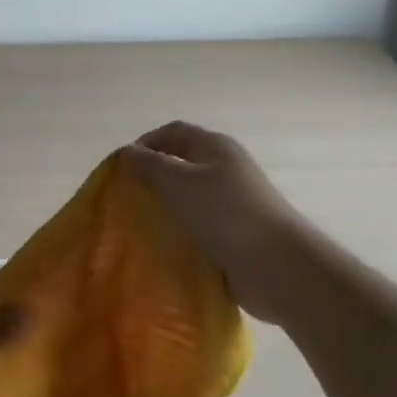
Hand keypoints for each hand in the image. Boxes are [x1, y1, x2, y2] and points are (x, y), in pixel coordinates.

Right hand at [120, 121, 317, 323]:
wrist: (276, 265)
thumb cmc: (224, 213)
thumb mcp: (178, 182)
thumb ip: (149, 164)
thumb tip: (127, 152)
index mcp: (215, 146)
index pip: (172, 132)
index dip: (145, 143)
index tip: (120, 167)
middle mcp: (226, 167)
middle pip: (181, 163)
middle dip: (153, 177)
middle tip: (128, 197)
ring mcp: (233, 201)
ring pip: (189, 196)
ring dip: (166, 206)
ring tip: (142, 223)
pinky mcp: (235, 231)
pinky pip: (200, 224)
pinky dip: (181, 230)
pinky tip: (165, 245)